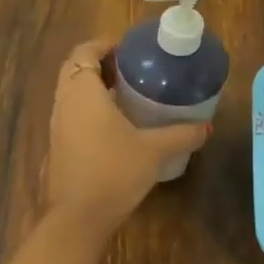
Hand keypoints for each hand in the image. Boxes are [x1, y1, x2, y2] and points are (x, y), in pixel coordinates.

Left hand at [44, 37, 210, 231]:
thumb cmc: (113, 172)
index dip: (104, 44)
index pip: (84, 51)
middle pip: (75, 69)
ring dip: (93, 87)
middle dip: (100, 63)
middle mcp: (64, 103)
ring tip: (126, 94)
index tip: (129, 48)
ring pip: (71, 93)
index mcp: (82, 92)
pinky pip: (71, 114)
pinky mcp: (58, 147)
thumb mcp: (153, 151)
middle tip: (131, 69)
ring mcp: (57, 126)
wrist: (77, 219)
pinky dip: (88, 108)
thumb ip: (180, 135)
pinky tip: (115, 126)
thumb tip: (206, 127)